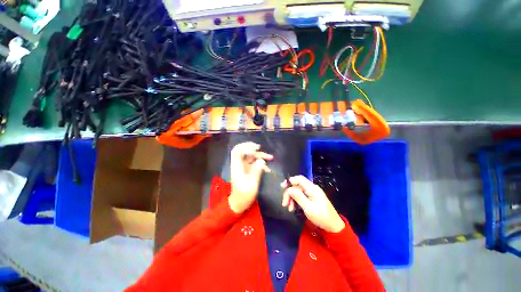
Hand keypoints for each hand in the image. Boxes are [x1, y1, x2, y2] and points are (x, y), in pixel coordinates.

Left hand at [228, 142, 272, 213]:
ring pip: (251, 157)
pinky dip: (261, 164)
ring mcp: (244, 167)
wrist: (240, 203)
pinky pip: (255, 163)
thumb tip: (262, 161)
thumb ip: (256, 171)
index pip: (237, 151)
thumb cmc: (244, 195)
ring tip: (271, 157)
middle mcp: (240, 165)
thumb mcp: (252, 184)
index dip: (245, 147)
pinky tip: (268, 169)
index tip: (255, 148)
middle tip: (259, 147)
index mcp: (237, 167)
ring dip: (260, 156)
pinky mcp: (248, 170)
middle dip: (252, 148)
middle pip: (244, 151)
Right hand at [281, 175, 345, 232]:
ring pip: (298, 191)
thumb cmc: (321, 217)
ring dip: (291, 198)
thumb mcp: (308, 208)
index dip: (290, 181)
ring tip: (289, 209)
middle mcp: (312, 188)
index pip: (299, 179)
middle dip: (289, 193)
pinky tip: (293, 208)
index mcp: (312, 188)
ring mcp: (312, 193)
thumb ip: (298, 196)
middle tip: (284, 204)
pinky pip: (301, 196)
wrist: (333, 226)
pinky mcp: (312, 198)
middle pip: (297, 186)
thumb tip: (289, 188)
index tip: (282, 187)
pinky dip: (296, 201)